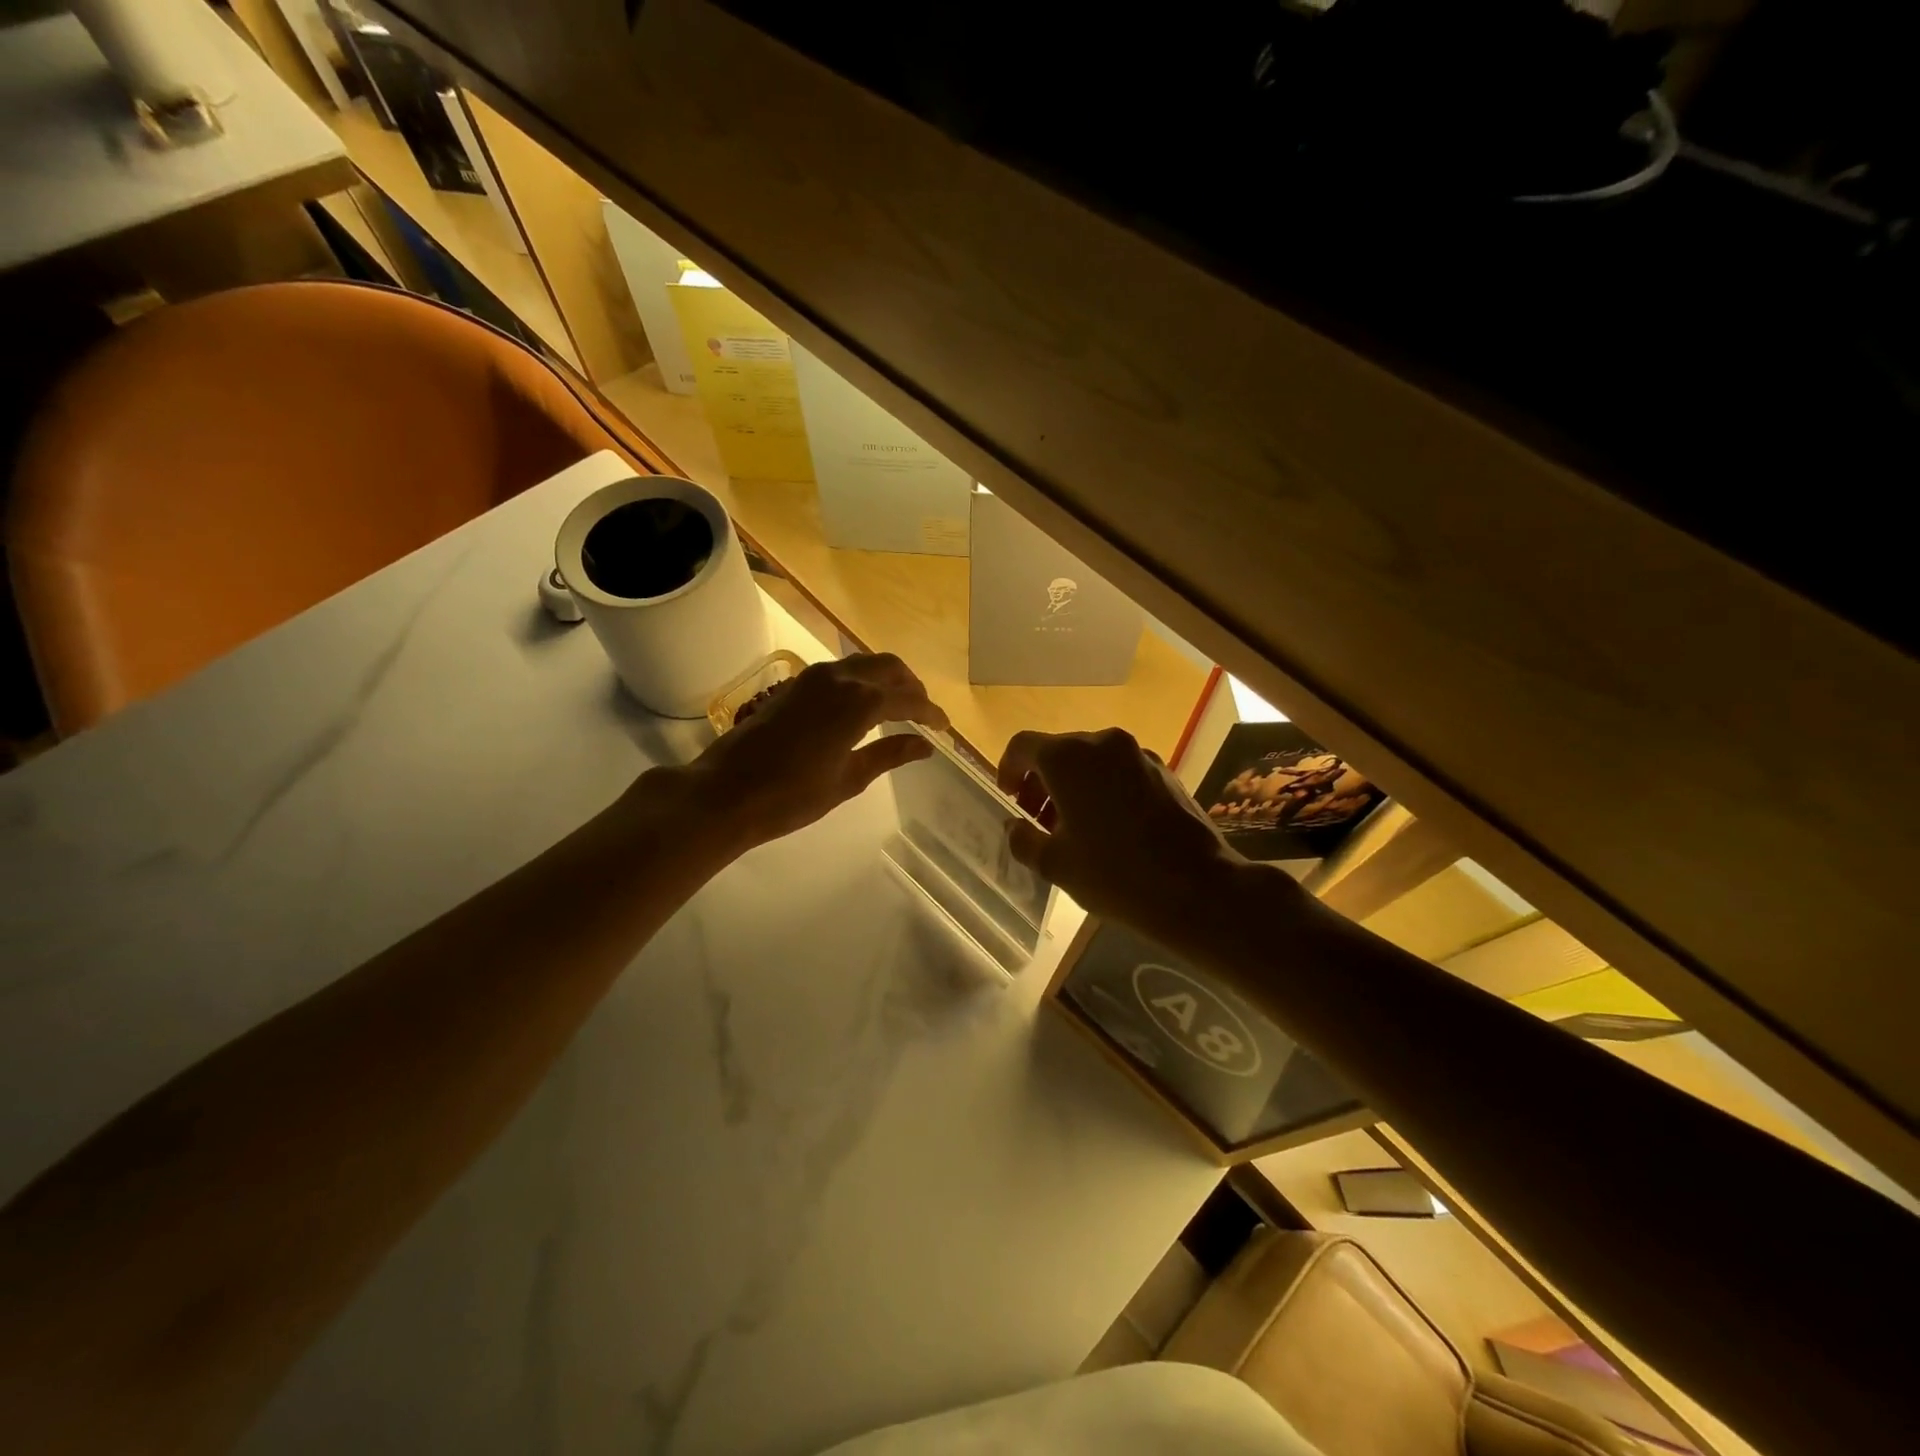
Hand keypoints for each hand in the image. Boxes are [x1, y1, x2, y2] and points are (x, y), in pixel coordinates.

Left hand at [667, 654, 948, 853]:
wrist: (726, 791)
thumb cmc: (792, 795)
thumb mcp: (849, 779)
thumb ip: (889, 755)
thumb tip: (925, 745)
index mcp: (860, 702)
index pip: (909, 699)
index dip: (931, 712)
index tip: (945, 728)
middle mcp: (840, 678)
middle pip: (889, 667)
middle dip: (912, 686)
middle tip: (924, 713)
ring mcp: (814, 677)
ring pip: (864, 663)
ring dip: (887, 679)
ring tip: (898, 707)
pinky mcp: (795, 684)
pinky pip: (841, 670)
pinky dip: (862, 680)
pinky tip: (863, 705)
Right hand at [997, 728, 1274, 942]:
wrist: (1198, 888)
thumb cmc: (1114, 874)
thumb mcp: (1055, 864)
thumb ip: (1023, 839)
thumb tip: (1014, 827)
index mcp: (1068, 758)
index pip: (1023, 746)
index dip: (1008, 770)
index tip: (1009, 799)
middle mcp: (1102, 743)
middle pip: (1058, 751)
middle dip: (1041, 782)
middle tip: (1037, 821)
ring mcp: (1138, 754)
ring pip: (1091, 761)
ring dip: (1072, 786)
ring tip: (1072, 829)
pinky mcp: (1164, 771)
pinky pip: (1119, 771)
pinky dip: (1103, 789)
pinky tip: (1109, 828)